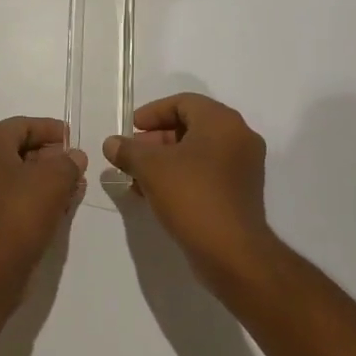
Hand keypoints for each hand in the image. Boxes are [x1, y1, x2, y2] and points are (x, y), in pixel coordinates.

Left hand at [0, 117, 85, 297]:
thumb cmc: (20, 214)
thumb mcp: (55, 180)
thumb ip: (68, 162)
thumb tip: (74, 157)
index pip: (22, 125)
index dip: (51, 130)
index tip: (74, 140)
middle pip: (15, 148)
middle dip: (47, 155)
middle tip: (74, 165)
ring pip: (11, 174)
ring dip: (40, 177)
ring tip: (69, 187)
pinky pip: (5, 195)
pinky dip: (27, 195)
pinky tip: (51, 206)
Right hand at [105, 93, 278, 282]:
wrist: (232, 252)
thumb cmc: (192, 196)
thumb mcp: (151, 168)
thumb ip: (128, 150)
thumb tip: (112, 143)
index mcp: (222, 122)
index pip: (183, 102)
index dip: (153, 113)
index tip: (130, 129)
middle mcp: (239, 138)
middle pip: (191, 126)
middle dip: (156, 140)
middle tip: (131, 154)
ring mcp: (243, 167)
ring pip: (197, 152)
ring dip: (165, 160)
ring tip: (137, 178)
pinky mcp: (240, 192)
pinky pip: (206, 172)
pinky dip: (181, 176)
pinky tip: (155, 194)